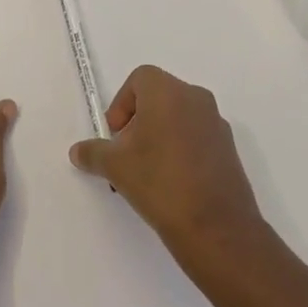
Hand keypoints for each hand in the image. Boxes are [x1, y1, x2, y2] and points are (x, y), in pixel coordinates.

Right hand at [69, 65, 264, 264]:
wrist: (215, 228)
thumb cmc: (159, 182)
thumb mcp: (115, 166)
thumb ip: (93, 152)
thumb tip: (78, 151)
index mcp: (169, 92)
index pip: (140, 79)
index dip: (121, 104)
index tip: (115, 136)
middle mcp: (196, 99)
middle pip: (159, 97)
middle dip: (138, 121)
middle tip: (126, 154)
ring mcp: (216, 124)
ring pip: (178, 118)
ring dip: (158, 136)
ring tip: (147, 173)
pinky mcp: (229, 149)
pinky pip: (197, 137)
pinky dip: (180, 150)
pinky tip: (171, 184)